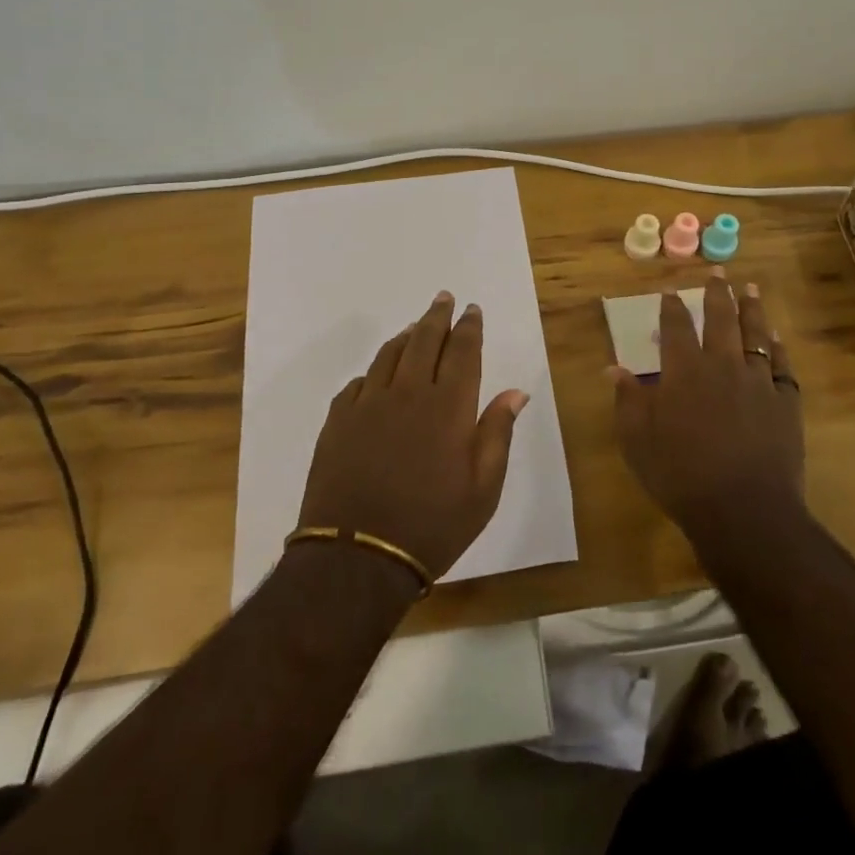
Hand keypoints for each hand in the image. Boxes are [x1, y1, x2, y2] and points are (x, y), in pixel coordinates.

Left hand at [298, 292, 528, 580]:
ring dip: (406, 336)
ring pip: (389, 355)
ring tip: (415, 326)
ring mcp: (368, 404)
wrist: (357, 557)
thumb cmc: (432, 525)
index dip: (469, 327)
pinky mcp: (338, 421)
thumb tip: (515, 392)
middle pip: (424, 340)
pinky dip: (374, 371)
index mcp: (448, 406)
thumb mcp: (483, 489)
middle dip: (437, 316)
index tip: (472, 309)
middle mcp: (408, 392)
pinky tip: (377, 375)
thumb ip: (497, 434)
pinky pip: (358, 383)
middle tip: (444, 298)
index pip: (463, 352)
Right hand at [609, 269, 804, 537]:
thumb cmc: (682, 475)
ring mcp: (758, 382)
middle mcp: (722, 365)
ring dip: (751, 309)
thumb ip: (628, 400)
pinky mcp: (785, 402)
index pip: (676, 327)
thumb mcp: (638, 441)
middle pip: (721, 319)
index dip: (672, 307)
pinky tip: (776, 339)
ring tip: (749, 289)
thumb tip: (613, 368)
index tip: (671, 290)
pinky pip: (782, 365)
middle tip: (718, 272)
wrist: (745, 511)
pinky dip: (778, 348)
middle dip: (717, 293)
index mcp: (684, 371)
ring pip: (755, 334)